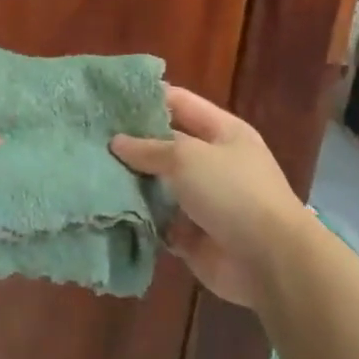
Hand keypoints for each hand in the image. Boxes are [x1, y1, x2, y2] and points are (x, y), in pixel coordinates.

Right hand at [111, 86, 306, 309]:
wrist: (269, 261)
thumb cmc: (232, 193)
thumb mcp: (188, 158)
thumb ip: (150, 148)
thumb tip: (117, 142)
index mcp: (222, 132)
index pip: (180, 103)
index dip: (147, 98)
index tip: (108, 98)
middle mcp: (213, 162)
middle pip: (166, 145)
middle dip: (132, 143)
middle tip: (88, 137)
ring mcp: (203, 200)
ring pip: (158, 184)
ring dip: (131, 182)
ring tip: (89, 171)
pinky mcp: (191, 234)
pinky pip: (158, 220)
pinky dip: (139, 218)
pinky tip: (105, 209)